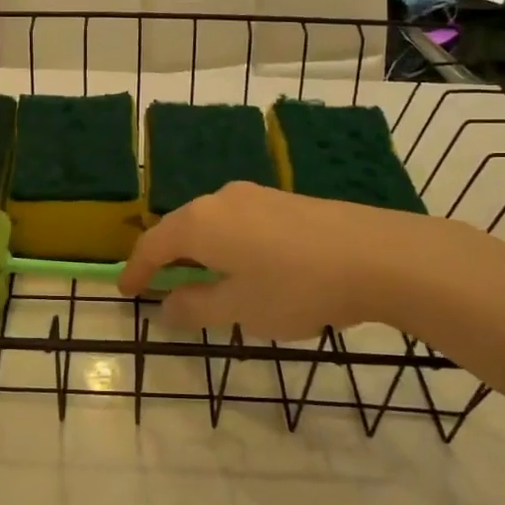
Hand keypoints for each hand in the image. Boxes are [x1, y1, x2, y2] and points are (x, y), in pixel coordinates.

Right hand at [119, 182, 461, 340]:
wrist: (379, 255)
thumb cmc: (297, 287)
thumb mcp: (240, 309)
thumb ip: (196, 308)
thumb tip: (166, 307)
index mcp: (200, 223)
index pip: (153, 246)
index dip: (136, 271)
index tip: (125, 293)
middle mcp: (220, 199)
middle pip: (179, 229)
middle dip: (165, 258)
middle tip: (158, 286)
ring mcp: (255, 195)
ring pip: (210, 223)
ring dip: (198, 251)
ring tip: (200, 279)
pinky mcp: (284, 201)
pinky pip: (237, 221)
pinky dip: (225, 244)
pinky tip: (244, 266)